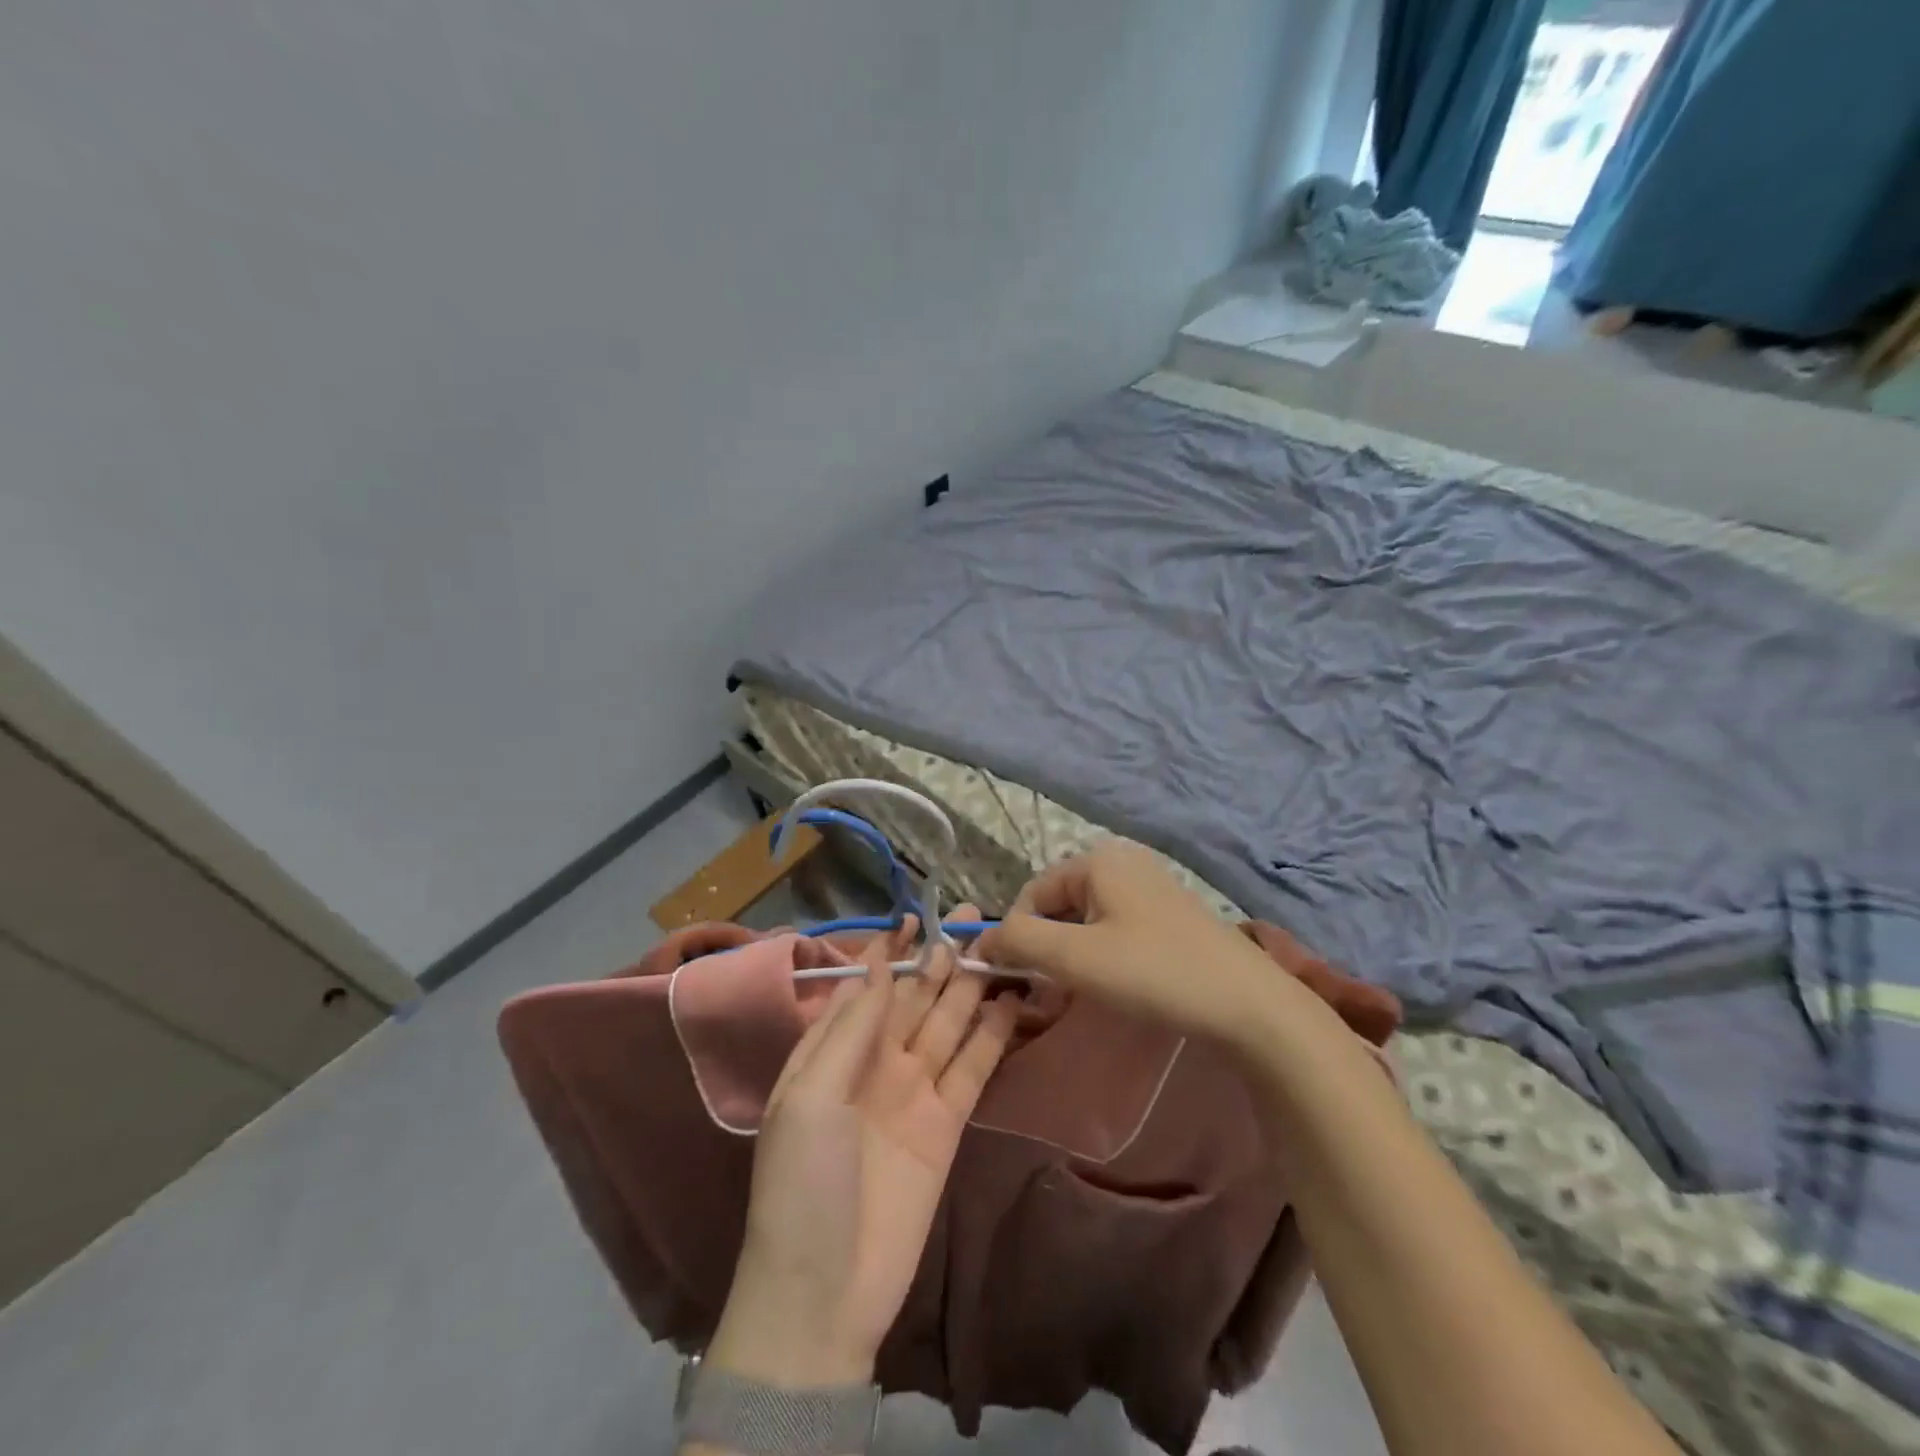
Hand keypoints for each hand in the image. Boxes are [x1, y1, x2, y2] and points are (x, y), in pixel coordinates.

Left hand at [706, 913, 1018, 1389]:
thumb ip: (852, 1029)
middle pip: (915, 999)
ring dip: (970, 987)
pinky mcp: (947, 1123)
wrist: (824, 1293)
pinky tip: (1010, 1003)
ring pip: (948, 1025)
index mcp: (832, 1052)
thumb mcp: (811, 1096)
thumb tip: (880, 967)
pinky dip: (992, 1035)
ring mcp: (914, 1092)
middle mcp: (875, 1063)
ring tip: (996, 947)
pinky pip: (972, 1068)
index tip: (917, 917)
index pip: (867, 987)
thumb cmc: (801, 1183)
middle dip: (939, 959)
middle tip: (973, 918)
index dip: (891, 952)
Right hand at [978, 841, 1309, 1048]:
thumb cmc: (1154, 972)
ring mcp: (1151, 886)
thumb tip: (979, 941)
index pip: (1032, 894)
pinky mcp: (1171, 915)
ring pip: (1088, 920)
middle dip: (1046, 948)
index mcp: (1098, 859)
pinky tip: (1116, 986)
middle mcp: (1123, 862)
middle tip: (1049, 993)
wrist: (1250, 1005)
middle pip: (1060, 905)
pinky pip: (1117, 928)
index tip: (1018, 981)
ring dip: (1072, 956)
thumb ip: (1018, 941)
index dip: (1016, 936)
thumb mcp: (1075, 957)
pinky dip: (1102, 955)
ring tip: (1080, 994)